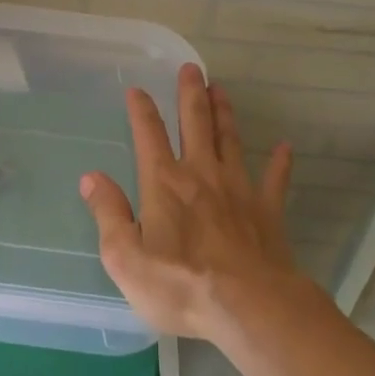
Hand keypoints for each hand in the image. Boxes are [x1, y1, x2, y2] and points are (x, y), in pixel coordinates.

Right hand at [80, 64, 298, 342]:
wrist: (249, 307)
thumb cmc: (180, 284)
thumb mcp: (125, 257)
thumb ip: (108, 214)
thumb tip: (91, 177)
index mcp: (164, 183)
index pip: (149, 136)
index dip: (142, 111)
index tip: (137, 89)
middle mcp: (201, 175)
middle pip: (195, 125)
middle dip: (191, 95)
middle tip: (192, 68)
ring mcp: (238, 190)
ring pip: (230, 141)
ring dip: (224, 114)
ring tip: (221, 90)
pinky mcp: (267, 211)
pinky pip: (274, 180)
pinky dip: (279, 163)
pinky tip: (284, 147)